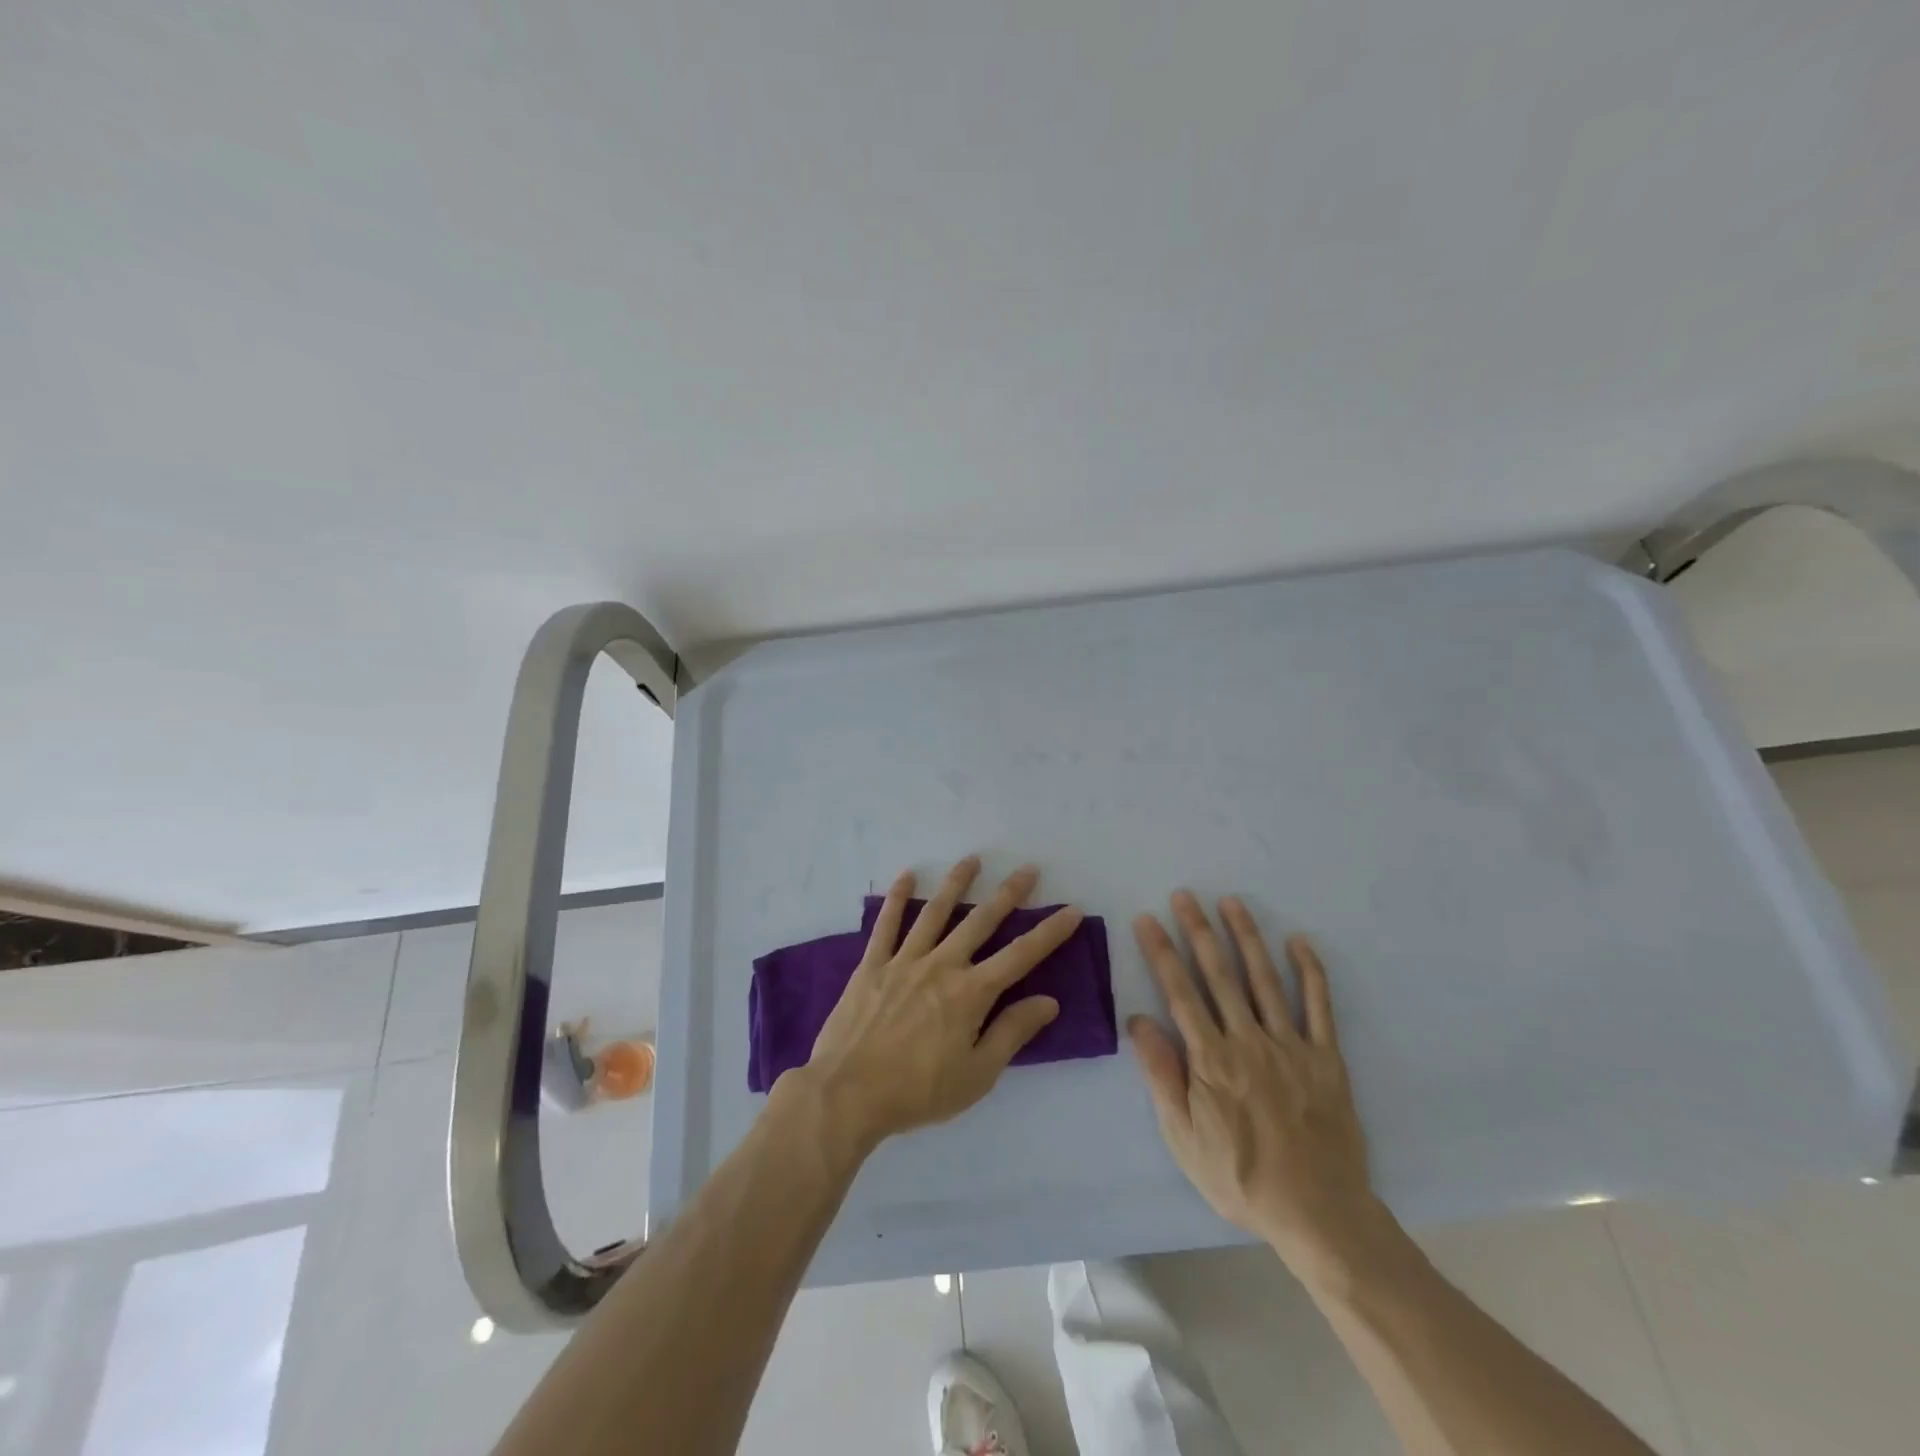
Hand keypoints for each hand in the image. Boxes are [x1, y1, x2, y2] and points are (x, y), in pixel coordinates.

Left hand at [798, 856, 1082, 1155]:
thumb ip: (1012, 1033)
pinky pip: (886, 924)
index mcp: (971, 994)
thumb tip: (1048, 1001)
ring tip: (972, 860)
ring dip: (956, 884)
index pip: (1020, 956)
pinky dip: (897, 898)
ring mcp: (905, 960)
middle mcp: (942, 966)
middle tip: (1027, 870)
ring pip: (936, 912)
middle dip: (1008, 894)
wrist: (848, 1094)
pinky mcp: (872, 965)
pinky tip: (906, 876)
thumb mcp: (977, 1075)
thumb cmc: (918, 1091)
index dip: (1049, 932)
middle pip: (981, 922)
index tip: (1071, 910)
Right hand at [1131, 892, 1384, 1275]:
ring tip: (1231, 902)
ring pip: (1264, 979)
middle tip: (1185, 895)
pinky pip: (1319, 1006)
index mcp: (1211, 1059)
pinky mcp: (1326, 1058)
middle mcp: (1249, 1040)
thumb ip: (1162, 1075)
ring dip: (1246, 936)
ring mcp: (1291, 1045)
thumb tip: (1138, 1021)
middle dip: (1198, 930)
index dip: (1161, 952)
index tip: (1148, 919)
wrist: (1319, 1215)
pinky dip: (1310, 971)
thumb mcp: (1183, 1137)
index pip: (1180, 992)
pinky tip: (1298, 942)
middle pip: (1219, 974)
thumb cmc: (1239, 1178)